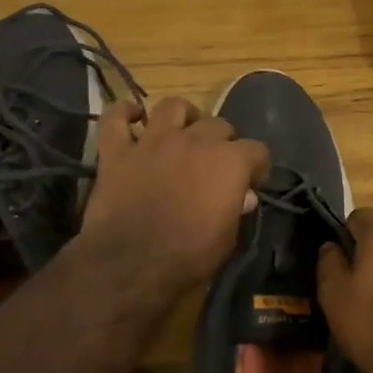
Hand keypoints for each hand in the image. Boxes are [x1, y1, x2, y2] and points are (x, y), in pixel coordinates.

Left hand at [78, 97, 270, 301]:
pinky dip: (122, 113)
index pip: (257, 150)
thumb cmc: (187, 258)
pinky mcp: (117, 151)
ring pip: (172, 106)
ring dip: (182, 116)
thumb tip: (243, 196)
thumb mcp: (227, 240)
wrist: (129, 266)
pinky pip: (115, 118)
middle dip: (223, 141)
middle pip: (218, 124)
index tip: (251, 183)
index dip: (257, 167)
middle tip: (215, 164)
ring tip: (182, 131)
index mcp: (228, 162)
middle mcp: (194, 141)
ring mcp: (153, 142)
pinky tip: (132, 117)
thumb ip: (236, 210)